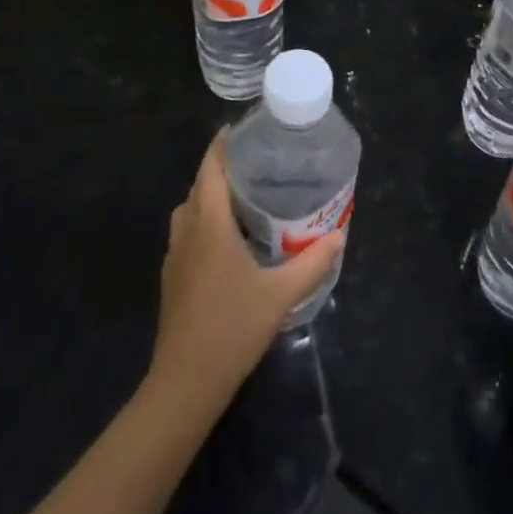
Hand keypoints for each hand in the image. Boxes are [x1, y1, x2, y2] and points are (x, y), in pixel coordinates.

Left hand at [146, 132, 346, 417]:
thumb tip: (339, 234)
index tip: (249, 130)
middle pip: (201, 185)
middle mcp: (187, 230)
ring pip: (191, 209)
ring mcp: (175, 254)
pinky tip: (232, 239)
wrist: (185, 384)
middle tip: (262, 162)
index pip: (212, 167)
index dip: (225, 144)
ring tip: (249, 196)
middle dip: (225, 168)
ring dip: (213, 196)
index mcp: (209, 223)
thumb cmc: (231, 329)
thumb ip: (312, 262)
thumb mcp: (280, 294)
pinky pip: (188, 232)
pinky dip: (206, 221)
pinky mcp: (173, 276)